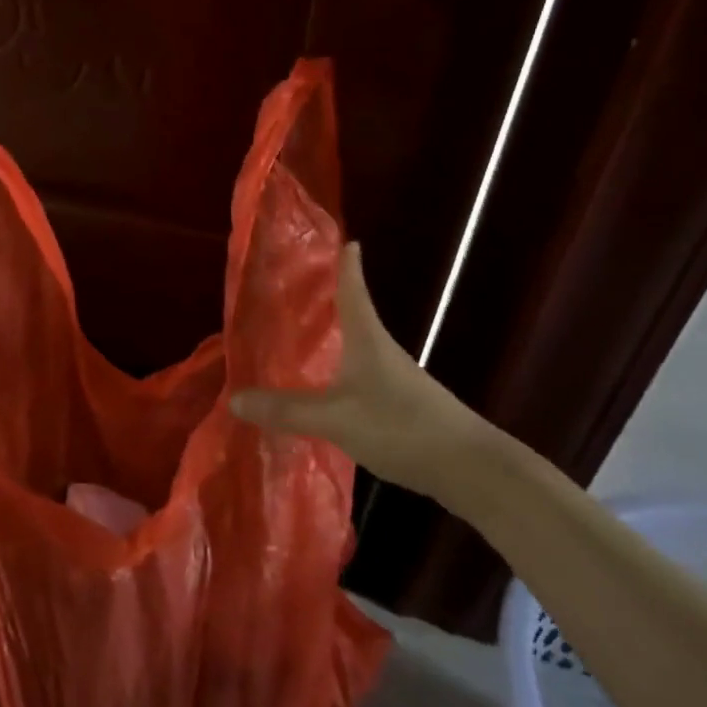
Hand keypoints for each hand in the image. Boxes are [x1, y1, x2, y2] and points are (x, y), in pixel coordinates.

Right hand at [230, 242, 506, 508]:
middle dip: (323, 300)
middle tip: (288, 290)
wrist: (472, 469)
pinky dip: (336, 372)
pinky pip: (359, 377)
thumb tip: (233, 397)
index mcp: (367, 337)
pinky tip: (320, 388)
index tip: (338, 237)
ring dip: (328, 339)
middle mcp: (381, 350)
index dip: (344, 262)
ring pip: (353, 348)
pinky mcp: (401, 405)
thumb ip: (285, 410)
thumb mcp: (335, 419)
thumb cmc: (402, 426)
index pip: (352, 287)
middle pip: (350, 314)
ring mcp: (394, 378)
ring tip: (293, 338)